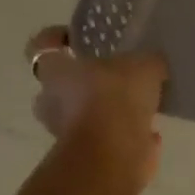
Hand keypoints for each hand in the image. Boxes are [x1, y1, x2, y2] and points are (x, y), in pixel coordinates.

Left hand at [25, 26, 167, 187]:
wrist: (112, 155)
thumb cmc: (116, 97)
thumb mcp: (145, 65)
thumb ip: (147, 62)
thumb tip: (152, 65)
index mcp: (56, 71)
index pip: (42, 46)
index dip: (56, 38)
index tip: (75, 37)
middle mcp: (52, 101)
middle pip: (59, 86)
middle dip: (82, 82)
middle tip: (113, 75)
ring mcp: (65, 133)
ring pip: (83, 115)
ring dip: (106, 111)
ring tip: (139, 106)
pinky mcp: (86, 158)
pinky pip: (106, 139)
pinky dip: (124, 136)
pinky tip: (150, 133)